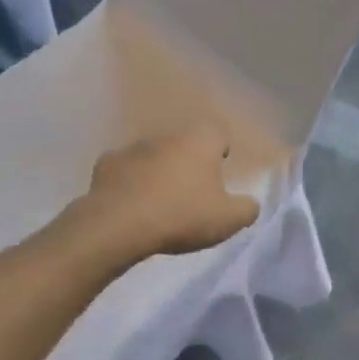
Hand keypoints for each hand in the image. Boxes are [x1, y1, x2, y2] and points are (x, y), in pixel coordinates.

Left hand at [71, 125, 259, 262]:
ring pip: (154, 154)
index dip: (221, 151)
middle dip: (189, 162)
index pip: (219, 134)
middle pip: (185, 143)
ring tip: (158, 201)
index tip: (219, 172)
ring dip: (158, 170)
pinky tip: (129, 204)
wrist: (119, 225)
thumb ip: (247, 208)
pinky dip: (128, 181)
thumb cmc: (182, 215)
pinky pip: (124, 170)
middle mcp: (169, 135)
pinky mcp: (107, 164)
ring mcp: (135, 147)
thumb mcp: (228, 220)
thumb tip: (251, 203)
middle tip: (191, 192)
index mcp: (201, 140)